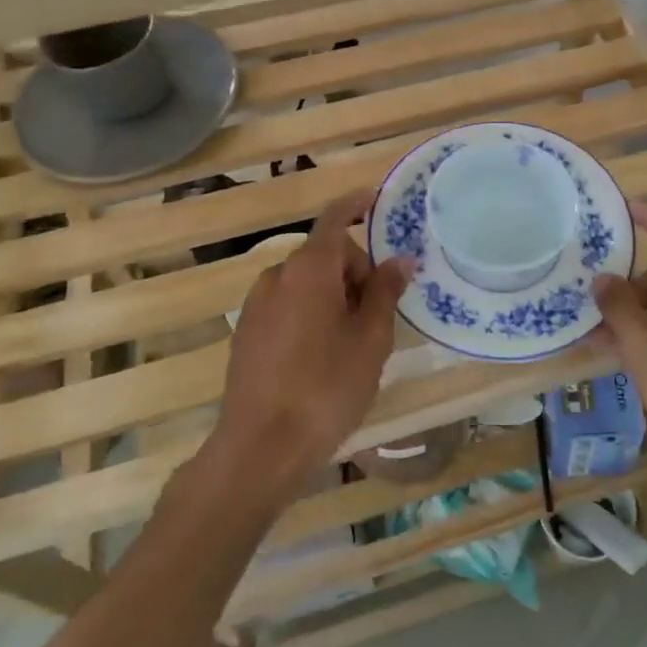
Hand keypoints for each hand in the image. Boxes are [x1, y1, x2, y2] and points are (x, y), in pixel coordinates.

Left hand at [207, 191, 411, 507]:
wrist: (260, 447)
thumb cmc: (327, 386)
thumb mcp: (371, 338)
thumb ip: (386, 291)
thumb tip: (400, 258)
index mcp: (310, 268)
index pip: (335, 218)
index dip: (356, 204)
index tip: (376, 200)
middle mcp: (278, 275)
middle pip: (325, 256)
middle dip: (355, 273)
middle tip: (378, 316)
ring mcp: (256, 305)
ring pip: (306, 284)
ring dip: (333, 296)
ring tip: (352, 343)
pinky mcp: (246, 333)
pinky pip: (287, 306)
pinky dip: (310, 314)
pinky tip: (319, 359)